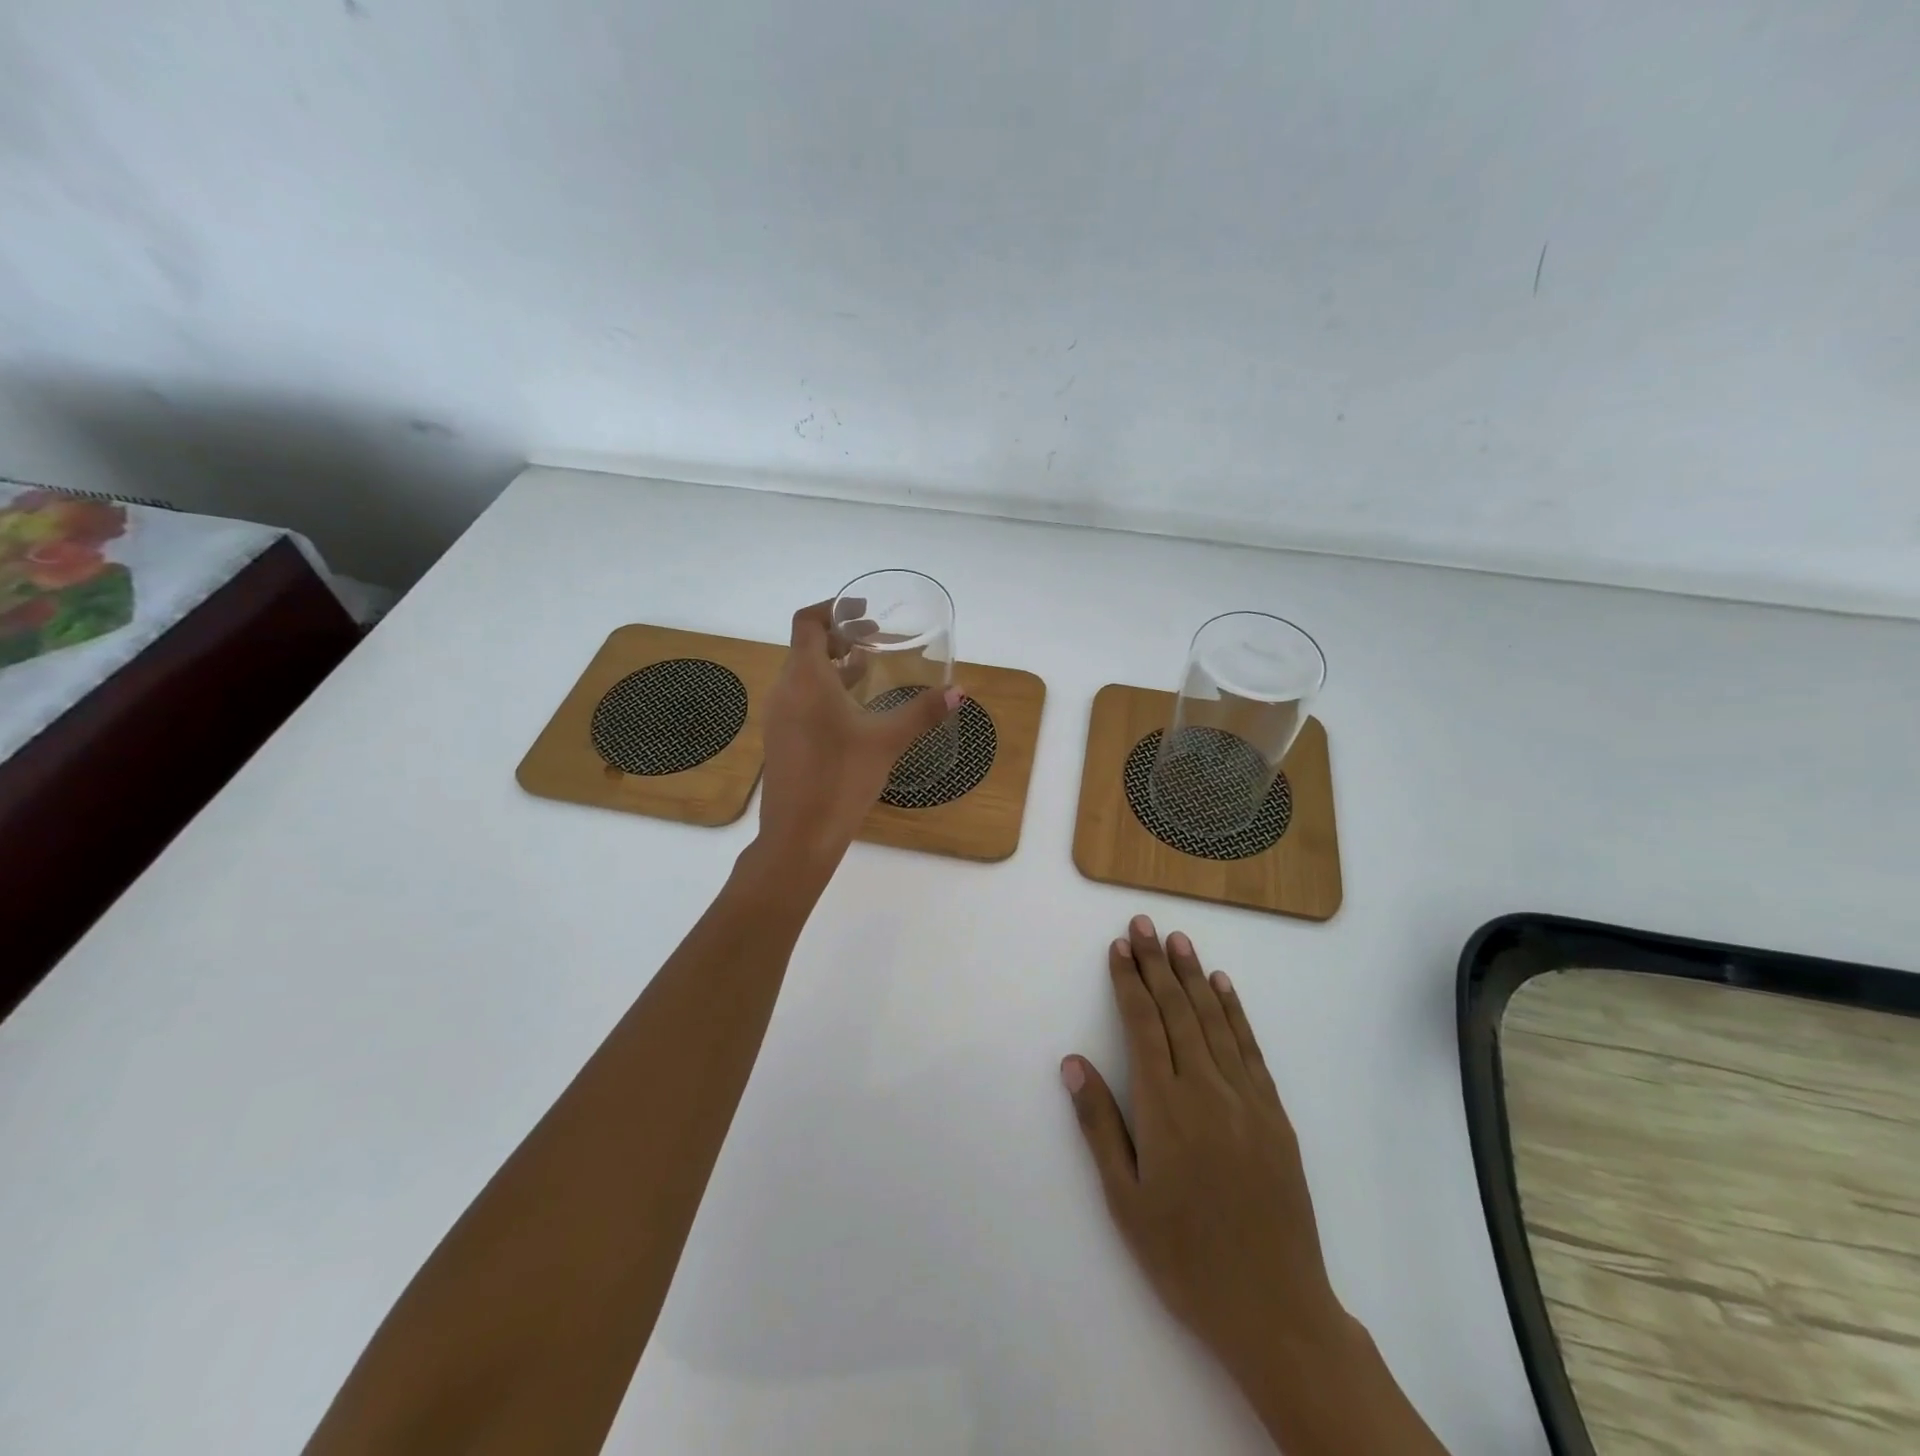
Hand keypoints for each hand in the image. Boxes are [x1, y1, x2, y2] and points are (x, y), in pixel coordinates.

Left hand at [753, 600, 960, 875]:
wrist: (799, 836)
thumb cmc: (842, 779)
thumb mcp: (887, 741)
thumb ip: (922, 712)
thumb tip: (959, 692)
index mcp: (805, 679)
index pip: (807, 622)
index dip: (833, 608)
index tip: (862, 609)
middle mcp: (784, 690)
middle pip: (805, 646)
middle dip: (840, 636)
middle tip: (875, 636)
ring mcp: (778, 716)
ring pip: (803, 673)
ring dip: (833, 663)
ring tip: (867, 665)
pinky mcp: (780, 738)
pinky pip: (800, 697)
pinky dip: (824, 688)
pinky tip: (852, 707)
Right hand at [1062, 919, 1450, 1454]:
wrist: (1274, 1309)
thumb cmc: (1185, 1258)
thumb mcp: (1125, 1200)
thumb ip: (1099, 1125)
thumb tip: (1073, 1062)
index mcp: (1165, 1108)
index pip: (1142, 1026)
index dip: (1128, 983)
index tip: (1119, 948)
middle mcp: (1206, 1089)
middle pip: (1177, 1012)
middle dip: (1156, 964)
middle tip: (1143, 925)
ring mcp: (1246, 1099)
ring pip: (1215, 1021)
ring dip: (1194, 976)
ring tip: (1178, 941)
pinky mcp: (1274, 1114)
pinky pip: (1251, 1049)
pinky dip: (1236, 1012)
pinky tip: (1224, 986)